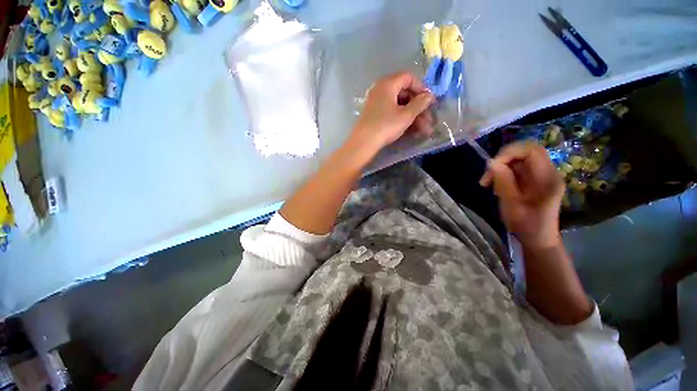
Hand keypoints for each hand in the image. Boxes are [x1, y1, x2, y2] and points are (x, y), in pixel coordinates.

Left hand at [349, 72, 433, 152]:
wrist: (363, 143)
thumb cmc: (385, 126)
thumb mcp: (406, 115)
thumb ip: (420, 104)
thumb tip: (429, 96)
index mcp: (388, 84)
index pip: (409, 78)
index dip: (421, 88)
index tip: (429, 102)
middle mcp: (380, 90)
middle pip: (404, 93)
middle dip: (418, 107)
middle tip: (428, 120)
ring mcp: (376, 103)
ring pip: (399, 105)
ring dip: (412, 116)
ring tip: (423, 130)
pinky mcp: (374, 114)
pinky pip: (391, 112)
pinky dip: (401, 119)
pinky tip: (411, 130)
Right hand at [479, 142, 563, 249]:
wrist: (538, 239)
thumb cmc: (526, 225)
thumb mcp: (511, 204)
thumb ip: (503, 181)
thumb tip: (491, 162)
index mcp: (547, 179)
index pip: (531, 150)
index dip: (509, 152)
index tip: (491, 166)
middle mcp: (548, 172)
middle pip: (525, 151)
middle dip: (503, 158)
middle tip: (488, 175)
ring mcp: (542, 175)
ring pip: (519, 159)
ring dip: (500, 167)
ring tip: (489, 183)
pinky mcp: (535, 179)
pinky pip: (517, 168)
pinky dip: (503, 173)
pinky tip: (497, 185)